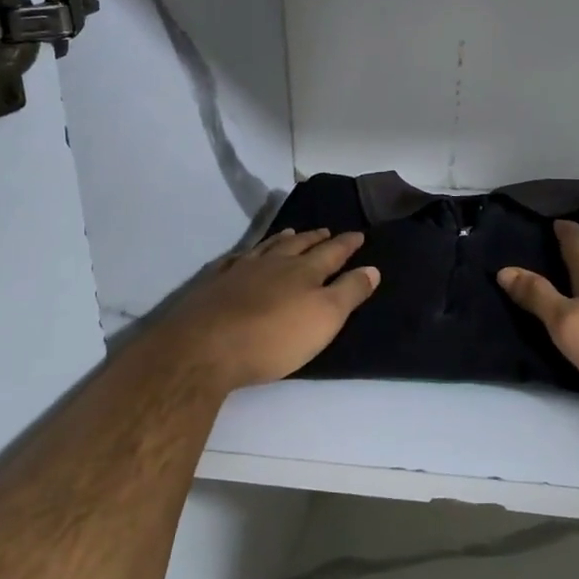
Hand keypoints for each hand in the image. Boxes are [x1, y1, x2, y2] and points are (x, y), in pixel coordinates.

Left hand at [154, 228, 379, 391]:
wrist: (206, 348)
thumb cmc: (274, 338)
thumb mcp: (325, 318)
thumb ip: (349, 291)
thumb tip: (372, 268)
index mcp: (304, 271)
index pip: (332, 252)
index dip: (346, 244)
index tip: (358, 234)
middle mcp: (274, 263)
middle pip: (298, 245)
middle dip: (315, 238)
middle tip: (325, 230)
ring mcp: (241, 271)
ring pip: (267, 247)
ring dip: (282, 239)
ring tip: (291, 232)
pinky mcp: (214, 284)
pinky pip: (235, 260)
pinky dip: (246, 254)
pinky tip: (244, 255)